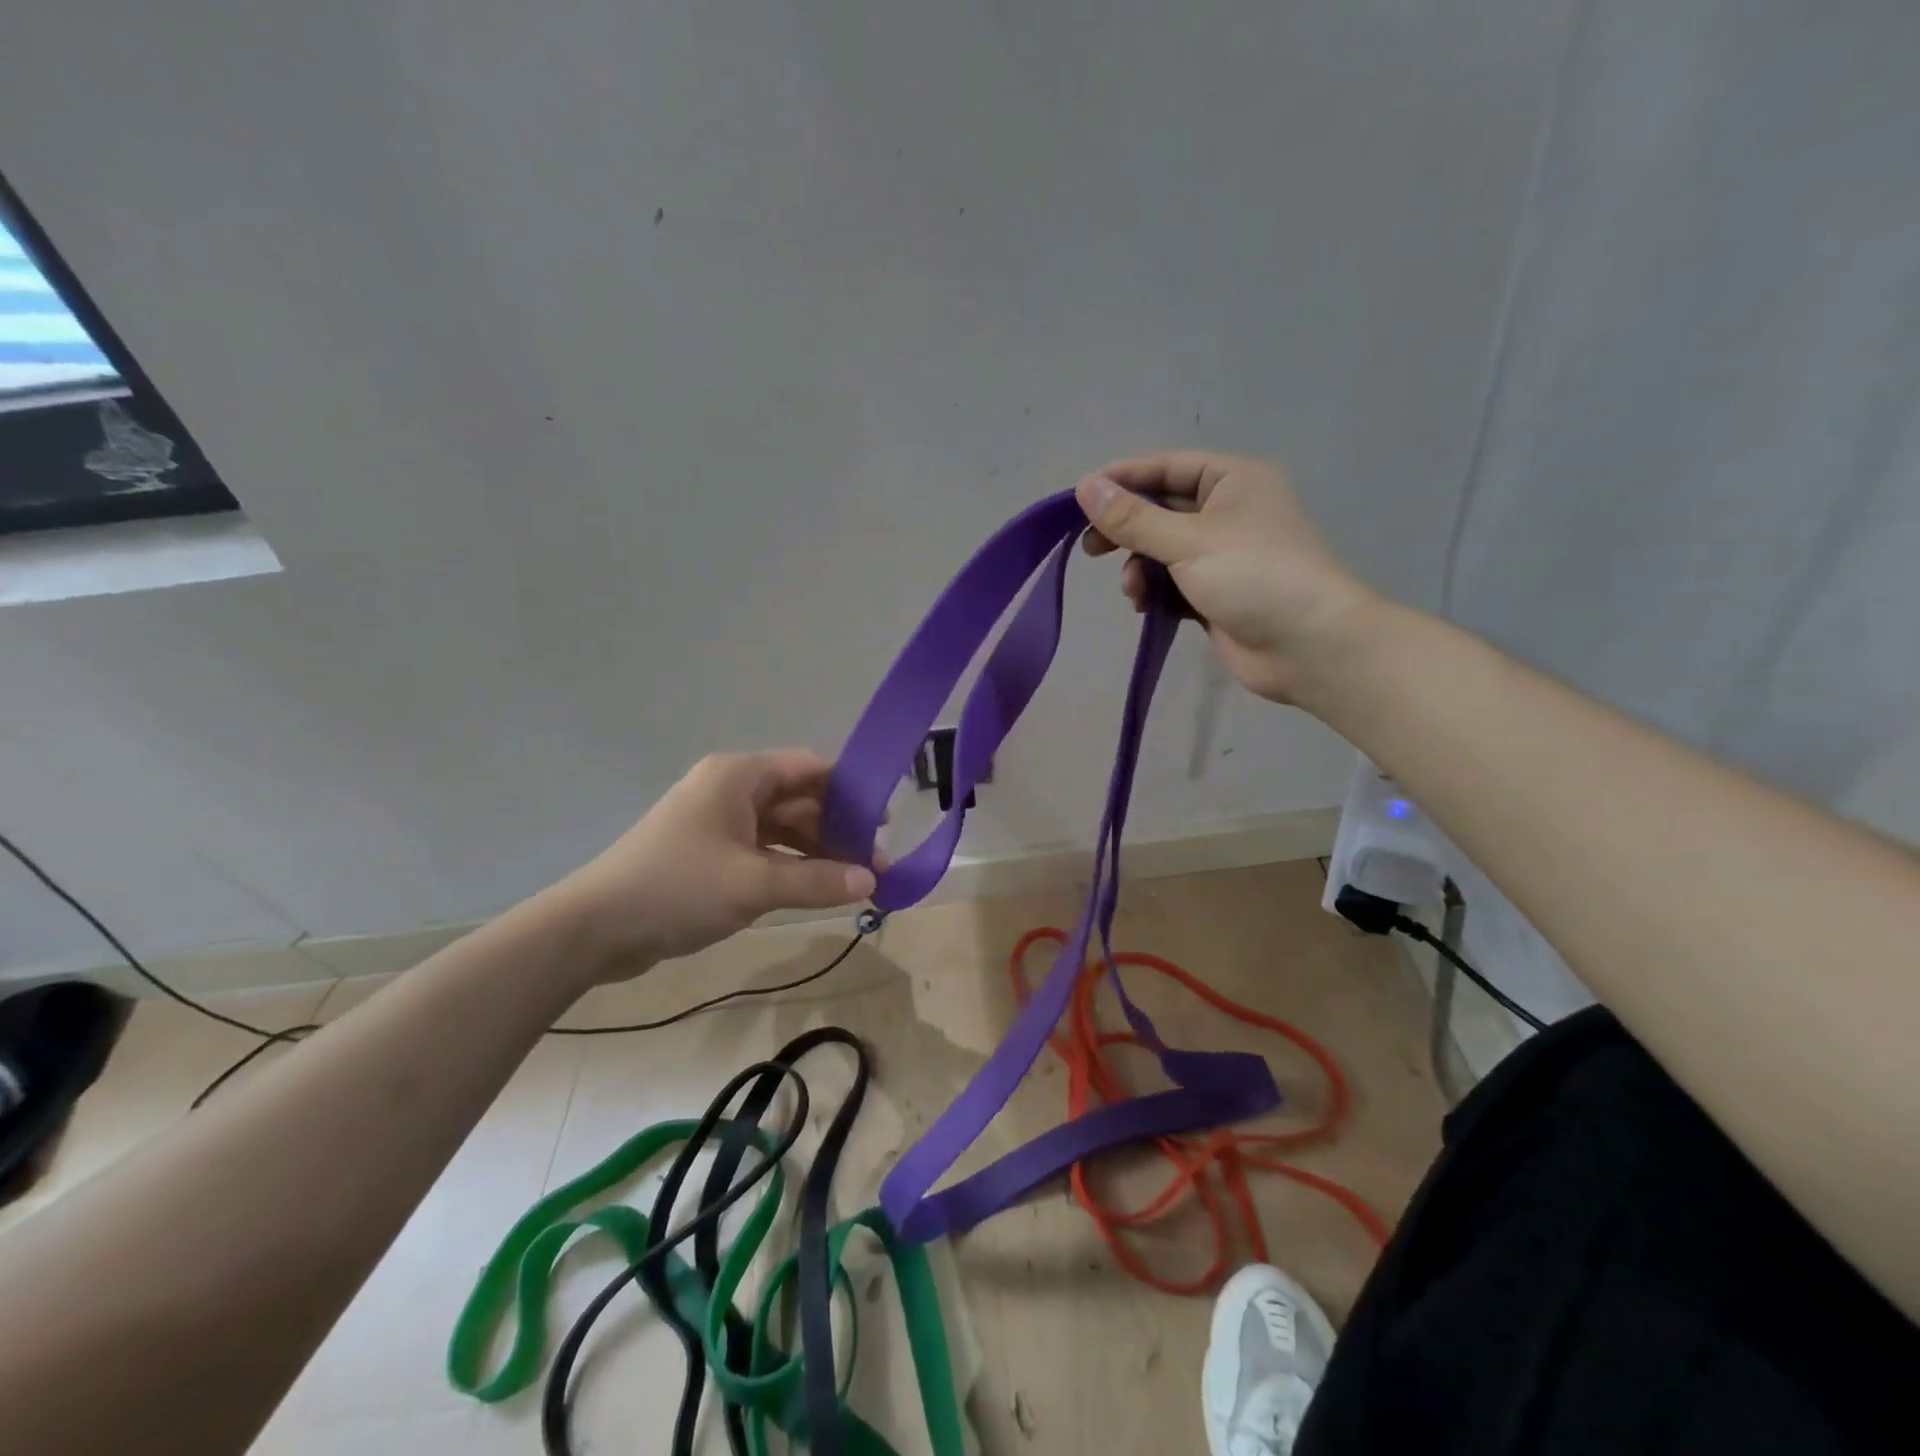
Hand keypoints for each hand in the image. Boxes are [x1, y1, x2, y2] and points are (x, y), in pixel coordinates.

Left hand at [551, 751, 875, 983]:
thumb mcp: (754, 883)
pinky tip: (816, 889)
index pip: (810, 768)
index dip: (850, 791)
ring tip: (855, 882)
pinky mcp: (710, 852)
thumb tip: (872, 881)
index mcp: (739, 776)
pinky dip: (791, 866)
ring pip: (783, 828)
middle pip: (799, 799)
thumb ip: (817, 880)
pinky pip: (763, 850)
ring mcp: (718, 822)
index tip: (884, 822)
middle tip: (875, 866)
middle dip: (838, 830)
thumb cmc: (677, 888)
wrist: (594, 929)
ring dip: (817, 852)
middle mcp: (731, 790)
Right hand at [1075, 450, 1377, 705]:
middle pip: (1160, 509)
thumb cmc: (1253, 577)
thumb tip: (1084, 487)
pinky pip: (1171, 582)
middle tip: (1091, 549)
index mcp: (1232, 481)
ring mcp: (1221, 555)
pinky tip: (1146, 607)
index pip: (1165, 468)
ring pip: (1161, 550)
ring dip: (1139, 567)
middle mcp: (1227, 511)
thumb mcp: (1188, 541)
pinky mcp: (1215, 593)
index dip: (1122, 480)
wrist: (1308, 646)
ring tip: (1133, 590)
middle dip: (1126, 530)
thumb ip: (1133, 518)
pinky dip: (1154, 591)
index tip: (1079, 499)